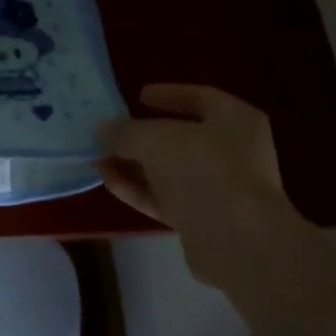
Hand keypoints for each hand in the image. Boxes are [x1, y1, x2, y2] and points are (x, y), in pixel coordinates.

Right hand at [96, 85, 285, 279]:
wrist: (236, 240)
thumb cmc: (202, 168)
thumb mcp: (154, 138)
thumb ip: (126, 131)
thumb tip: (103, 129)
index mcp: (236, 120)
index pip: (200, 98)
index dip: (168, 94)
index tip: (139, 96)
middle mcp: (235, 153)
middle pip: (183, 138)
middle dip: (144, 137)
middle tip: (113, 132)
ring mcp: (222, 190)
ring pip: (172, 172)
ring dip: (135, 166)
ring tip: (98, 158)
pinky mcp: (206, 222)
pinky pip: (168, 199)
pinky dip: (139, 190)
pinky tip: (108, 182)